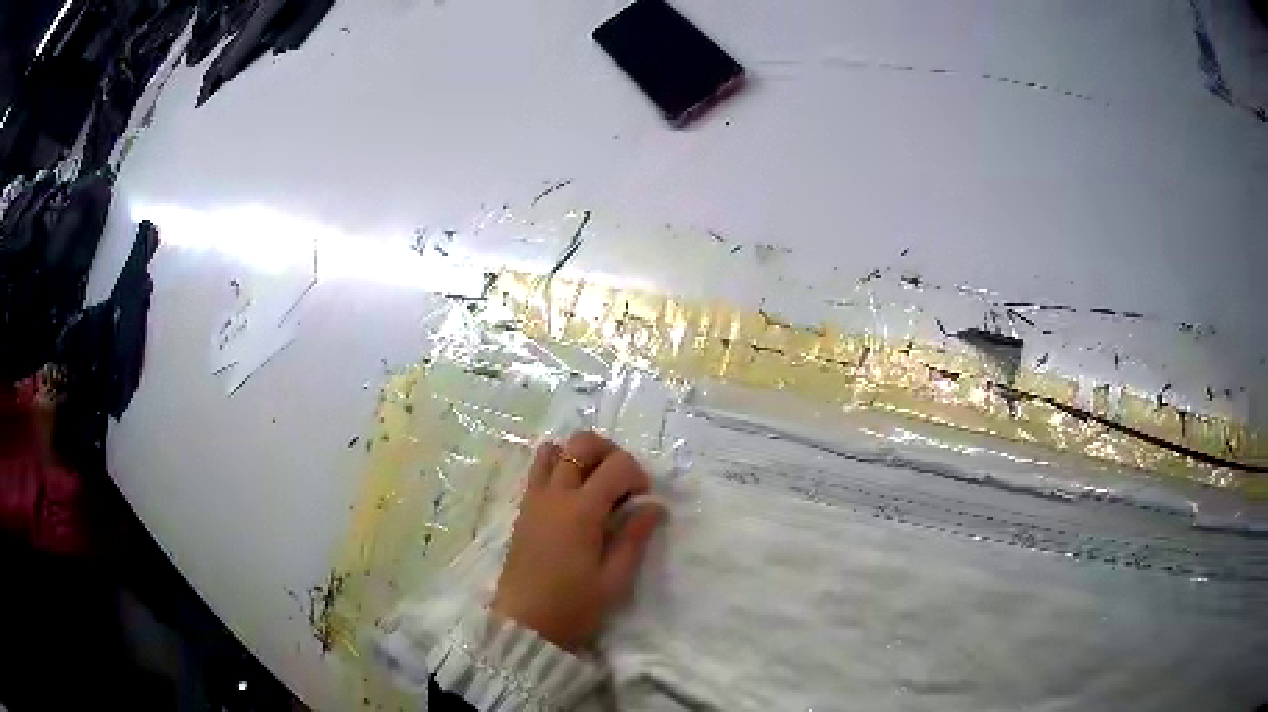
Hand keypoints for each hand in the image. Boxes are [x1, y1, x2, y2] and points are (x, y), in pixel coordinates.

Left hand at [492, 432, 664, 651]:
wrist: (524, 625)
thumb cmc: (574, 606)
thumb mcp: (615, 579)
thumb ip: (635, 537)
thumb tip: (655, 506)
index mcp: (582, 511)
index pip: (617, 466)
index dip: (637, 475)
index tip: (643, 500)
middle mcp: (555, 495)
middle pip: (582, 443)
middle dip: (610, 453)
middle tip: (622, 483)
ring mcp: (534, 499)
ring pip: (555, 449)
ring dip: (580, 456)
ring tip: (595, 485)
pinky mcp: (523, 509)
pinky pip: (538, 469)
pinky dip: (557, 466)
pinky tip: (572, 495)